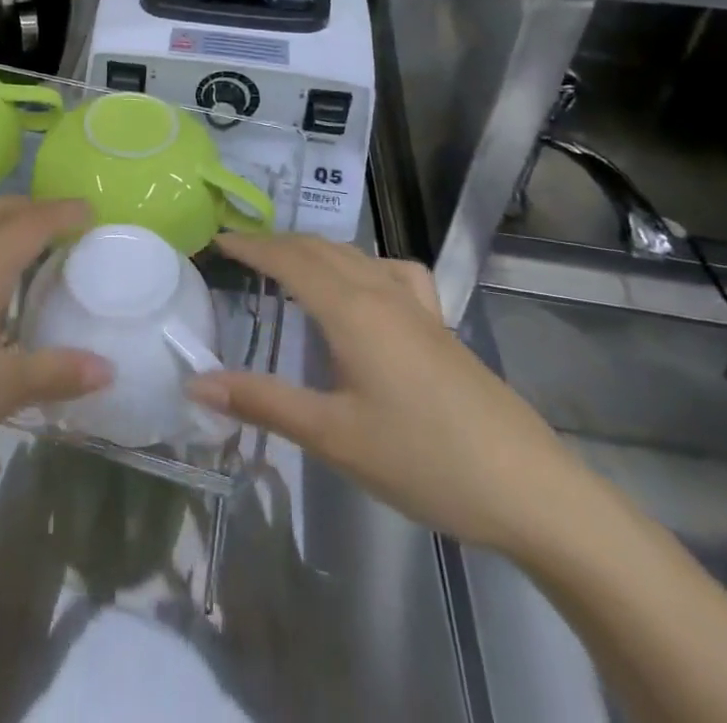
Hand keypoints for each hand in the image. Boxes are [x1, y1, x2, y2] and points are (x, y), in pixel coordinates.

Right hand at [185, 233, 576, 553]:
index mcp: (351, 310)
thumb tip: (196, 384)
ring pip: (355, 255)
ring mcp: (417, 306)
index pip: (289, 259)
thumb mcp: (333, 437)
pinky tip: (367, 287)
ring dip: (314, 249)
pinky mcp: (440, 325)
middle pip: (320, 249)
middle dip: (277, 243)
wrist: (530, 489)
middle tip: (240, 252)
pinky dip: (363, 263)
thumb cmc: (423, 459)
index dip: (251, 246)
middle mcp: (381, 293)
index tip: (217, 239)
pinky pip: (393, 272)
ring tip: (288, 263)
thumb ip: (263, 403)